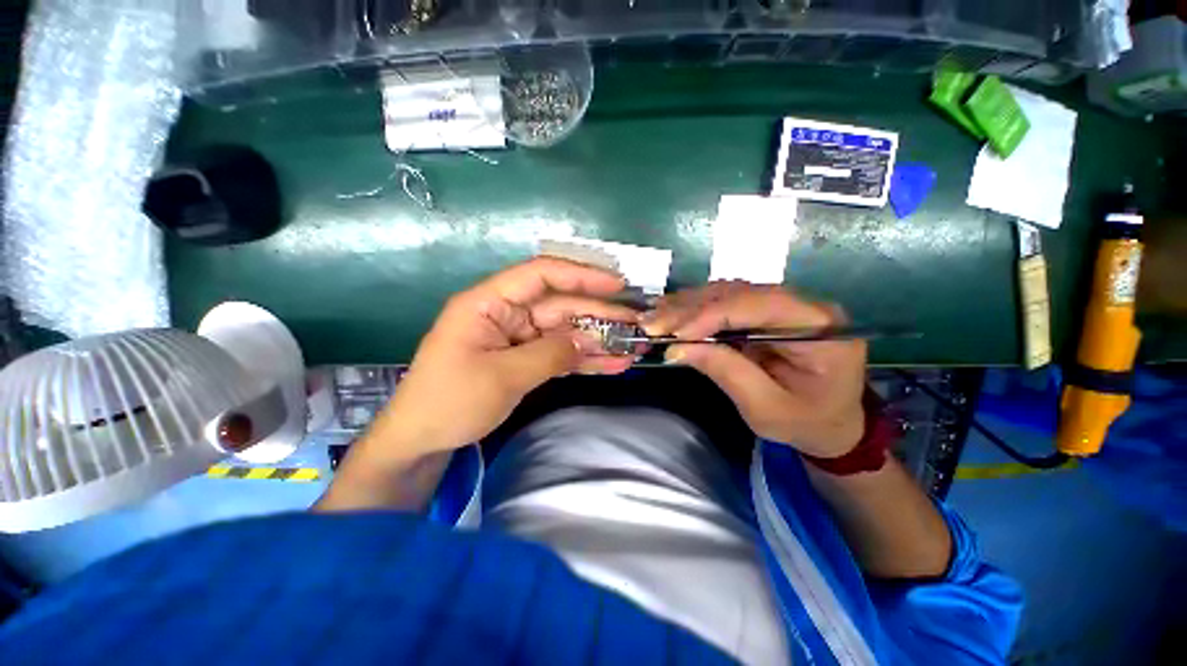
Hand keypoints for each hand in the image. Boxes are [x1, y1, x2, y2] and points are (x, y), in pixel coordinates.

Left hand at [366, 258, 637, 465]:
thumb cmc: (450, 402)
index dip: (580, 275)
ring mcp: (518, 338)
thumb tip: (586, 341)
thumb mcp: (502, 377)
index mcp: (489, 303)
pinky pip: (559, 354)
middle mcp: (507, 313)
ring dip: (597, 339)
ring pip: (565, 331)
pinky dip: (584, 360)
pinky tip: (612, 364)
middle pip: (560, 305)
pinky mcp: (525, 359)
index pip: (540, 275)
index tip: (616, 284)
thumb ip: (549, 354)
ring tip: (631, 346)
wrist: (422, 440)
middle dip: (598, 313)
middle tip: (635, 323)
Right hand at [644, 282, 867, 457]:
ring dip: (687, 305)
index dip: (711, 315)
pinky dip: (694, 308)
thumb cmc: (805, 422)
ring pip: (728, 292)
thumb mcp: (765, 408)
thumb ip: (726, 372)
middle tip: (651, 324)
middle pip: (739, 293)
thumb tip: (677, 349)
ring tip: (654, 318)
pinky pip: (725, 300)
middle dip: (690, 310)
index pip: (759, 306)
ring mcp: (784, 303)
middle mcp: (804, 305)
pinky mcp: (766, 309)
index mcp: (821, 329)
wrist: (831, 422)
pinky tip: (670, 313)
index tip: (673, 334)